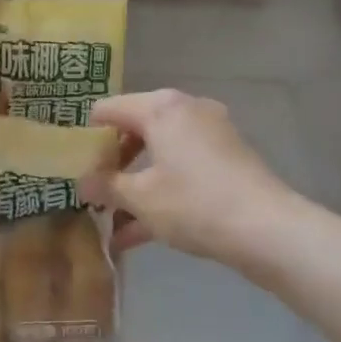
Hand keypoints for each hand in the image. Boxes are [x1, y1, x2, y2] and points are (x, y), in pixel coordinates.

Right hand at [82, 90, 300, 265]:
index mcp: (161, 108)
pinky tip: (138, 233)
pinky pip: (182, 169)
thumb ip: (106, 186)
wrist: (267, 229)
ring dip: (135, 185)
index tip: (73, 165)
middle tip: (93, 193)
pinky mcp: (227, 159)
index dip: (86, 135)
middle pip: (135, 129)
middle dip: (112, 164)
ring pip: (159, 154)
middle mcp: (187, 110)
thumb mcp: (141, 198)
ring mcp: (211, 134)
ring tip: (111, 221)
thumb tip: (82, 183)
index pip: (108, 109)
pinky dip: (161, 191)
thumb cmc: (194, 203)